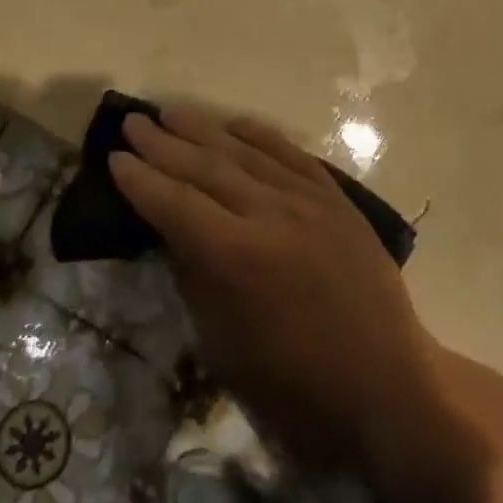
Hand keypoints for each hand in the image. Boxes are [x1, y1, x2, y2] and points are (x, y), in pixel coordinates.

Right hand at [111, 107, 446, 472]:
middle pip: (205, 168)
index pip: (174, 204)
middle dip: (163, 144)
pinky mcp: (336, 198)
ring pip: (245, 153)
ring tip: (171, 112)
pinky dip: (260, 135)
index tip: (114, 158)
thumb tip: (174, 232)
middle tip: (133, 122)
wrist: (388, 387)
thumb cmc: (297, 390)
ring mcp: (308, 200)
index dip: (140, 180)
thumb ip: (195, 279)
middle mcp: (270, 213)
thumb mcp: (225, 349)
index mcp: (236, 257)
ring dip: (204, 130)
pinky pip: (291, 154)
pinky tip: (237, 124)